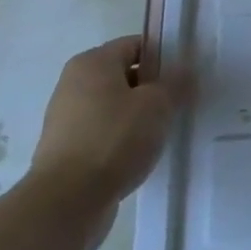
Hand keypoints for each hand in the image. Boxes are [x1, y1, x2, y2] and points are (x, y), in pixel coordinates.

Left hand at [28, 36, 174, 249]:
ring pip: (114, 107)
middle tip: (179, 104)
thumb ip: (176, 82)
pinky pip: (103, 134)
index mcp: (92, 62)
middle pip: (124, 76)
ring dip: (138, 117)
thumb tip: (185, 70)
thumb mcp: (158, 105)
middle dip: (152, 89)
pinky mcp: (65, 151)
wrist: (66, 204)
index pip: (136, 45)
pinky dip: (122, 141)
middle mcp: (74, 84)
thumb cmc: (113, 139)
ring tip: (163, 133)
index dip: (164, 58)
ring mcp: (66, 120)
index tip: (185, 77)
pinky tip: (140, 156)